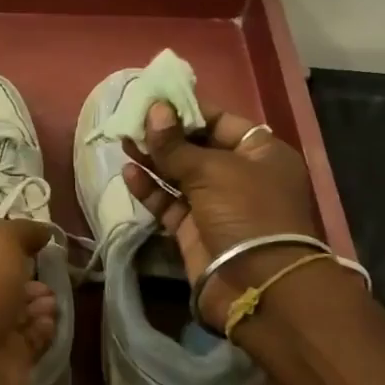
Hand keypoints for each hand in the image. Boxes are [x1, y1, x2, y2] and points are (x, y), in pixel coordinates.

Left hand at [0, 219, 57, 384]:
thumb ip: (22, 231)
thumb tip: (41, 231)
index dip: (6, 241)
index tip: (36, 240)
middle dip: (25, 275)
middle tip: (50, 271)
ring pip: (14, 311)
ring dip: (36, 302)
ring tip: (53, 297)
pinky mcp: (2, 363)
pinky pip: (27, 341)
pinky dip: (41, 329)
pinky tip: (52, 320)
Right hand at [121, 102, 322, 329]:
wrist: (257, 285)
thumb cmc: (246, 212)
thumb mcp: (211, 170)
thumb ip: (175, 143)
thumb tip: (154, 110)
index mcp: (261, 153)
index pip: (221, 121)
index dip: (188, 110)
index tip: (154, 99)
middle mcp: (241, 176)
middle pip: (197, 147)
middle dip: (165, 135)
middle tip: (131, 120)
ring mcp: (218, 205)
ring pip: (179, 175)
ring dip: (153, 160)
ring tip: (124, 141)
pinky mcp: (196, 230)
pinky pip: (170, 203)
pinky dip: (150, 189)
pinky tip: (129, 173)